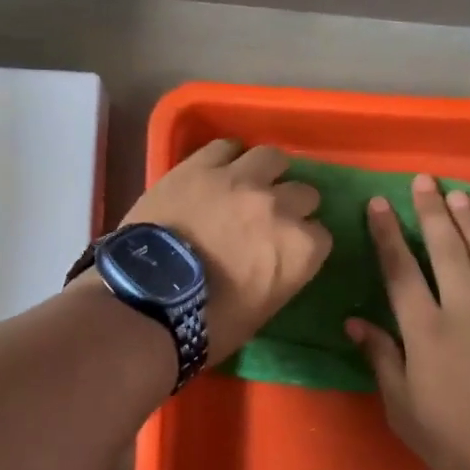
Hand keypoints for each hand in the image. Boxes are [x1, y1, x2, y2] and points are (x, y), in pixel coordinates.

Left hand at [122, 140, 330, 361]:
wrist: (148, 300)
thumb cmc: (208, 323)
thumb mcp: (261, 309)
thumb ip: (279, 274)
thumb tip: (271, 260)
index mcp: (300, 248)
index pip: (321, 236)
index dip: (303, 243)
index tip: (287, 250)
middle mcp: (279, 206)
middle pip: (304, 193)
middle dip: (292, 206)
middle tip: (269, 219)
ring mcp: (240, 180)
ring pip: (272, 158)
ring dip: (267, 172)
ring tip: (251, 183)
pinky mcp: (200, 166)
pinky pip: (226, 147)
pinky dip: (228, 157)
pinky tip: (221, 168)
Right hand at [346, 175, 469, 469]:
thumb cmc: (457, 440)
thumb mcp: (404, 409)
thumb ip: (382, 359)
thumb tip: (355, 322)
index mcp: (426, 330)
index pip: (400, 271)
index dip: (387, 234)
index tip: (379, 203)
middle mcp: (465, 309)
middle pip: (446, 250)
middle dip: (431, 212)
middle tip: (424, 180)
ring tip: (458, 194)